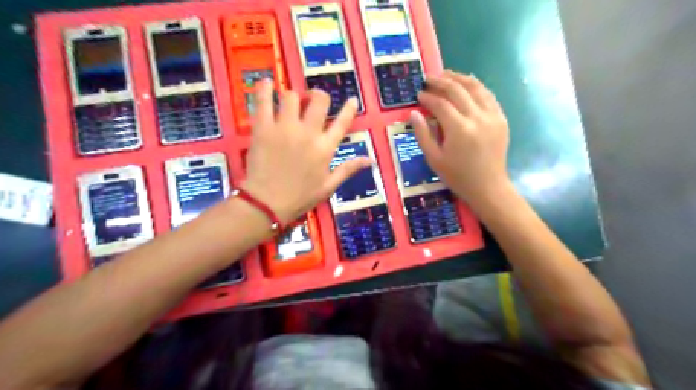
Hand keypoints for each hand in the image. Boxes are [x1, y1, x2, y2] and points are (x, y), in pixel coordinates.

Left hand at [241, 81, 368, 223]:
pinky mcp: (263, 128)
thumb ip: (348, 169)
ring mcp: (284, 128)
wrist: (267, 203)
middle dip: (319, 96)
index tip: (352, 99)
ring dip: (293, 96)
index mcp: (325, 148)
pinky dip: (264, 89)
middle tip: (313, 100)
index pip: (342, 122)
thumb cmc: (300, 197)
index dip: (349, 109)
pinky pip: (264, 102)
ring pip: (291, 97)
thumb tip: (370, 160)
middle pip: (318, 101)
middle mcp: (308, 132)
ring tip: (290, 101)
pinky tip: (266, 82)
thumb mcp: (329, 186)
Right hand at [410, 71, 508, 208]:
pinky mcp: (501, 119)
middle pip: (457, 91)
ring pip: (475, 87)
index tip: (418, 94)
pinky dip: (476, 86)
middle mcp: (477, 117)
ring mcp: (492, 116)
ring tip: (446, 74)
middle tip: (428, 78)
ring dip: (459, 78)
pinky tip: (468, 83)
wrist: (488, 187)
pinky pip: (488, 95)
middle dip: (441, 82)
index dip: (427, 97)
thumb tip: (413, 113)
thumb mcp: (434, 159)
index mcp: (459, 129)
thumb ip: (423, 134)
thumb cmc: (457, 176)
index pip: (440, 104)